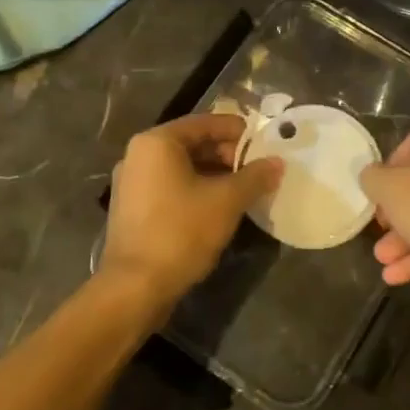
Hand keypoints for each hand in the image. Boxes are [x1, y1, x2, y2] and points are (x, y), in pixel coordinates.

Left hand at [100, 114, 281, 301]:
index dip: (239, 132)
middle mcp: (139, 155)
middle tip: (257, 171)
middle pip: (193, 144)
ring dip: (215, 175)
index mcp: (157, 142)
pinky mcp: (133, 209)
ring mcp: (132, 183)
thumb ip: (255, 177)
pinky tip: (219, 209)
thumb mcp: (227, 201)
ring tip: (244, 191)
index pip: (206, 122)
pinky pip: (171, 187)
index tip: (265, 145)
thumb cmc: (181, 232)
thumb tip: (277, 163)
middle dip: (228, 155)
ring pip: (183, 168)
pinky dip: (196, 191)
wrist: (135, 287)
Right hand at [357, 118, 409, 300]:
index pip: (407, 147)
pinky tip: (397, 275)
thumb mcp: (391, 190)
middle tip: (379, 231)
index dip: (385, 175)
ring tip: (382, 261)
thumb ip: (373, 178)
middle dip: (396, 214)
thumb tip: (371, 176)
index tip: (374, 199)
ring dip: (406, 238)